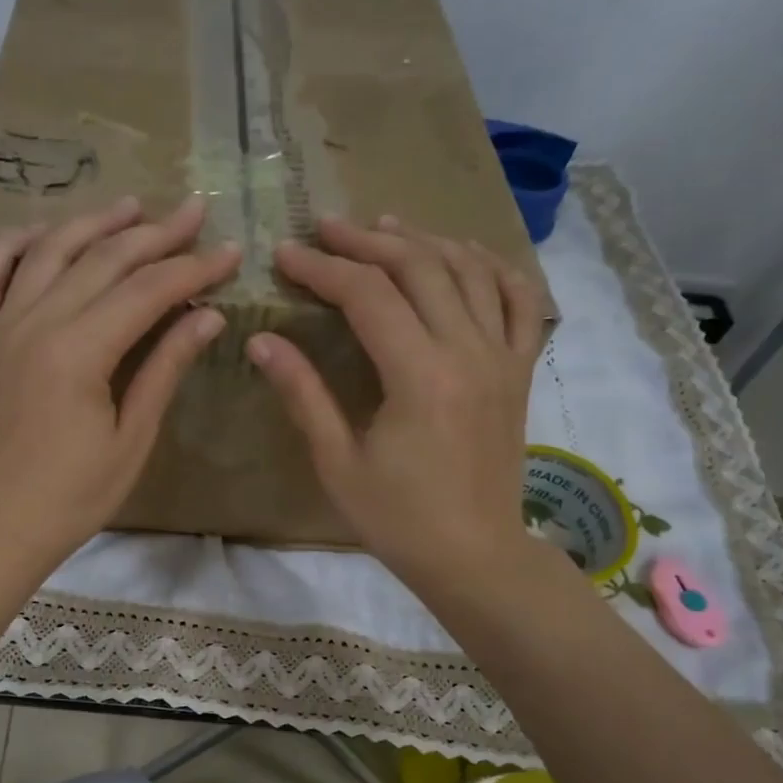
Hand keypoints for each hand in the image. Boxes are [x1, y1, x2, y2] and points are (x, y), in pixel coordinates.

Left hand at [0, 195, 238, 581]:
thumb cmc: (73, 497)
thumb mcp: (131, 439)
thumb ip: (165, 369)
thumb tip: (207, 315)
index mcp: (78, 353)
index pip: (147, 291)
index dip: (193, 268)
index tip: (230, 251)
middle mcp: (34, 324)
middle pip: (101, 260)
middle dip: (154, 234)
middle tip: (193, 212)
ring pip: (46, 253)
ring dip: (91, 224)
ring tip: (130, 207)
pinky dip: (9, 246)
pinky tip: (39, 232)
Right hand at [246, 215, 548, 596]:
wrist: (473, 555)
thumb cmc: (398, 519)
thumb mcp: (338, 462)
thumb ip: (303, 394)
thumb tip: (263, 341)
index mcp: (420, 375)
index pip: (367, 296)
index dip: (322, 269)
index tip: (286, 254)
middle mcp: (468, 351)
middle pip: (419, 267)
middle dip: (367, 242)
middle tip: (327, 228)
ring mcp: (502, 357)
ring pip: (469, 271)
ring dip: (424, 242)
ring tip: (385, 228)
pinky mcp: (519, 372)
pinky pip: (520, 301)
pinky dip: (493, 268)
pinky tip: (465, 256)